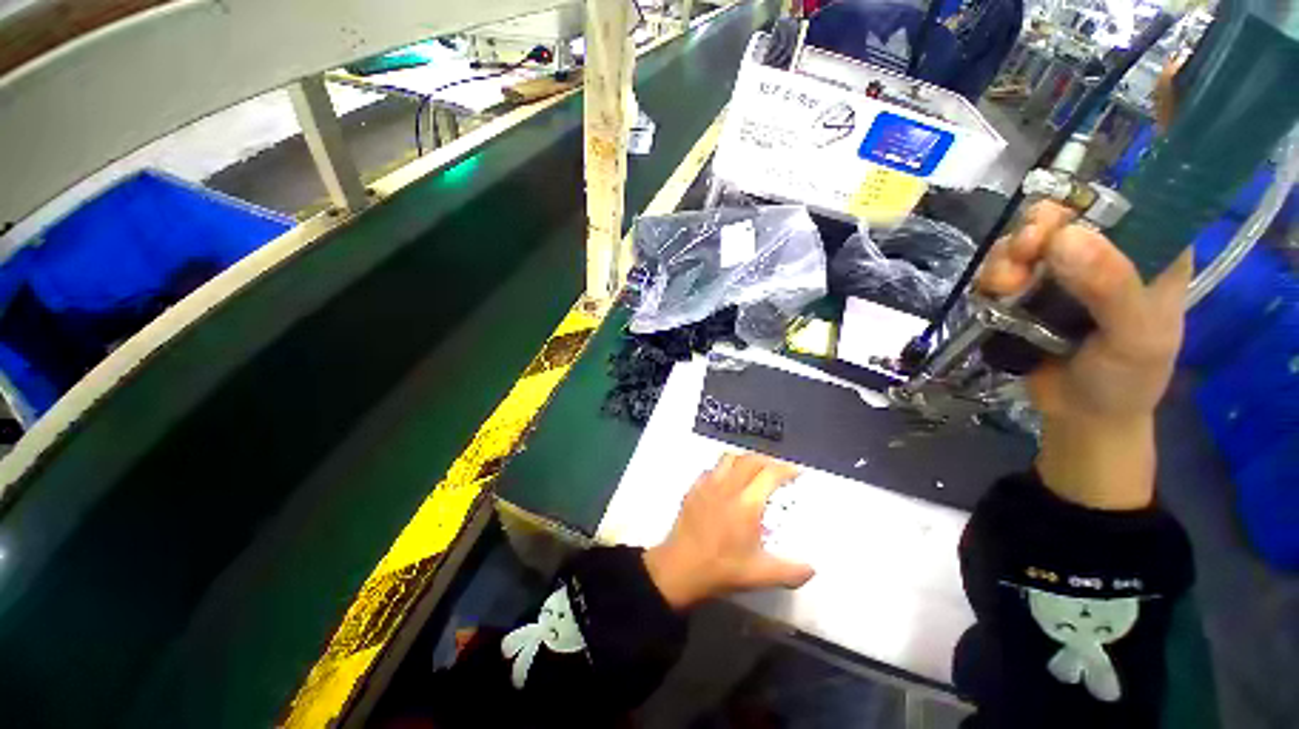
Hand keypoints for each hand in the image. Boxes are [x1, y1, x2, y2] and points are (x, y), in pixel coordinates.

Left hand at [643, 454, 814, 609]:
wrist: (680, 567)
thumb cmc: (721, 569)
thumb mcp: (760, 575)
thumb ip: (791, 571)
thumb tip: (812, 568)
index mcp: (747, 503)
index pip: (770, 474)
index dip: (786, 469)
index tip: (796, 472)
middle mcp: (728, 486)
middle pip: (750, 460)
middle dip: (768, 461)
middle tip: (777, 471)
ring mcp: (708, 484)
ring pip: (729, 458)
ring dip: (745, 460)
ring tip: (753, 471)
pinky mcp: (694, 488)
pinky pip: (712, 469)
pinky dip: (725, 469)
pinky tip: (727, 482)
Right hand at [979, 202, 1192, 509]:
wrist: (1081, 416)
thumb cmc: (1125, 379)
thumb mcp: (1133, 336)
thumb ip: (1110, 286)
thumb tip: (1064, 237)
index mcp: (1152, 253)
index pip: (1121, 204)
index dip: (1084, 206)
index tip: (1055, 227)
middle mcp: (1106, 254)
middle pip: (1063, 218)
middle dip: (1034, 233)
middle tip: (1021, 255)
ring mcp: (1063, 273)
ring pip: (1025, 242)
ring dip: (1005, 259)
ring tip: (1002, 287)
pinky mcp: (1028, 293)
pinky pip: (1002, 269)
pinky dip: (991, 277)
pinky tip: (993, 295)